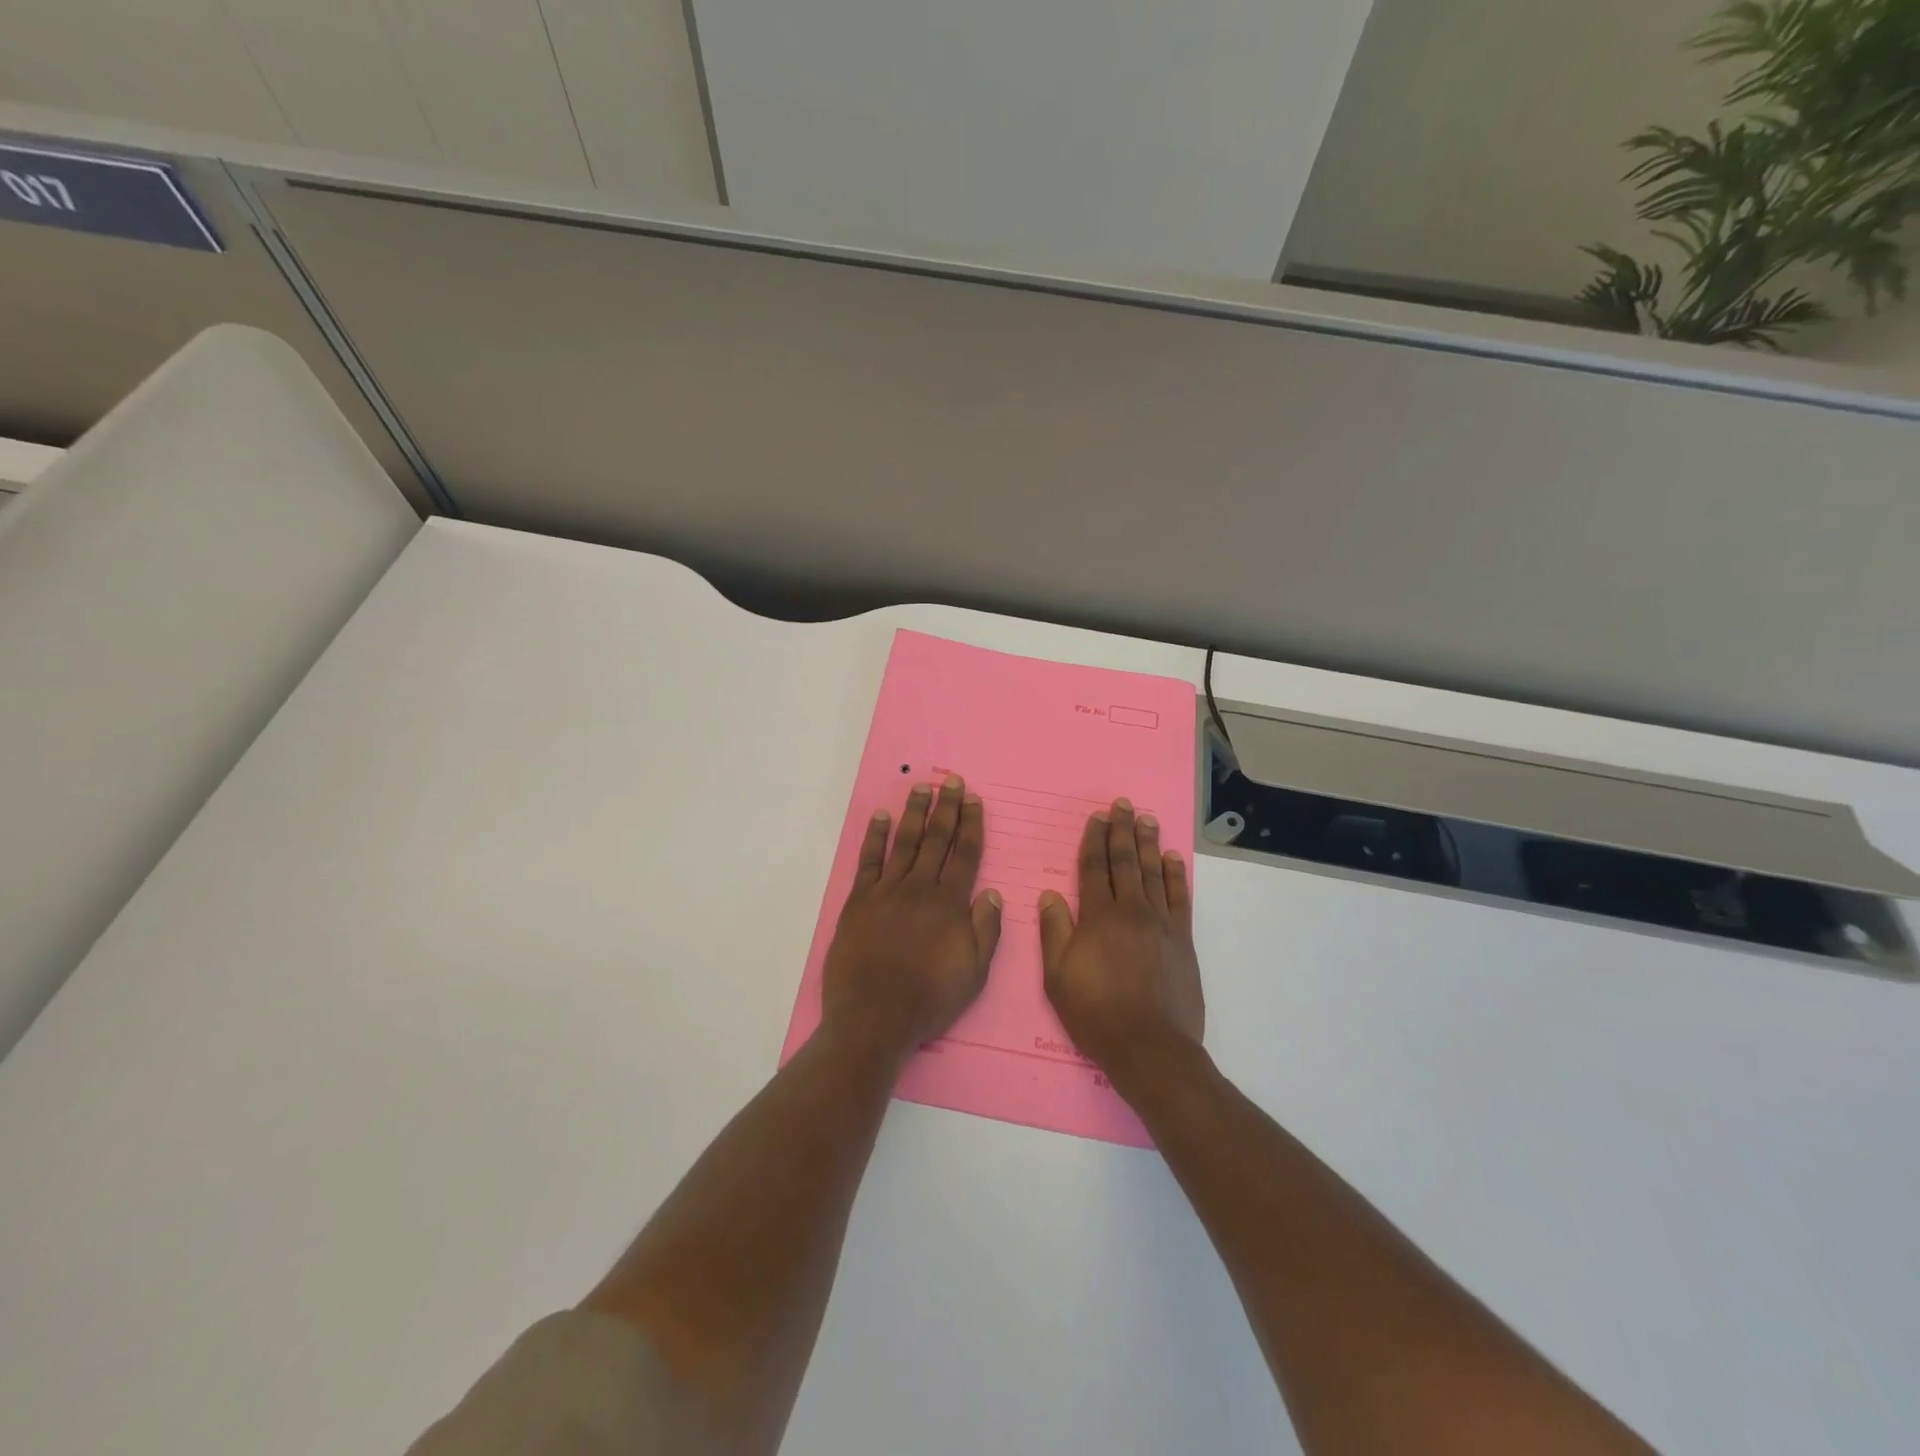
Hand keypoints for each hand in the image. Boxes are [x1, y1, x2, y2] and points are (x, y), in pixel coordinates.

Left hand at [822, 775, 1002, 1064]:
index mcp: (950, 904)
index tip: (974, 800)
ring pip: (905, 842)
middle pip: (936, 840)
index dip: (971, 824)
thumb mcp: (974, 974)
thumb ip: (986, 931)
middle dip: (947, 808)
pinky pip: (869, 860)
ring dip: (915, 813)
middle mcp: (920, 889)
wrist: (874, 1019)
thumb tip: (993, 893)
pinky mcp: (859, 901)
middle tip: (952, 781)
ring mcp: (886, 892)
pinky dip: (875, 836)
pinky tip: (880, 816)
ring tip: (922, 788)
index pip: (964, 854)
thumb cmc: (929, 1000)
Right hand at [1039, 799, 1202, 1081]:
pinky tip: (1172, 858)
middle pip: (1125, 862)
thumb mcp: (1057, 977)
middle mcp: (1130, 911)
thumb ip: (1054, 931)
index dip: (1094, 841)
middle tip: (1122, 804)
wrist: (1150, 1046)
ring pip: (1153, 872)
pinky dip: (1175, 875)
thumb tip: (1050, 895)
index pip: (1094, 868)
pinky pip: (1179, 898)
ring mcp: (1161, 923)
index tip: (1096, 818)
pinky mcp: (1182, 940)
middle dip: (1121, 831)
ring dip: (1148, 843)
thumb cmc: (1095, 1013)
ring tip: (1146, 818)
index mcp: (1097, 917)